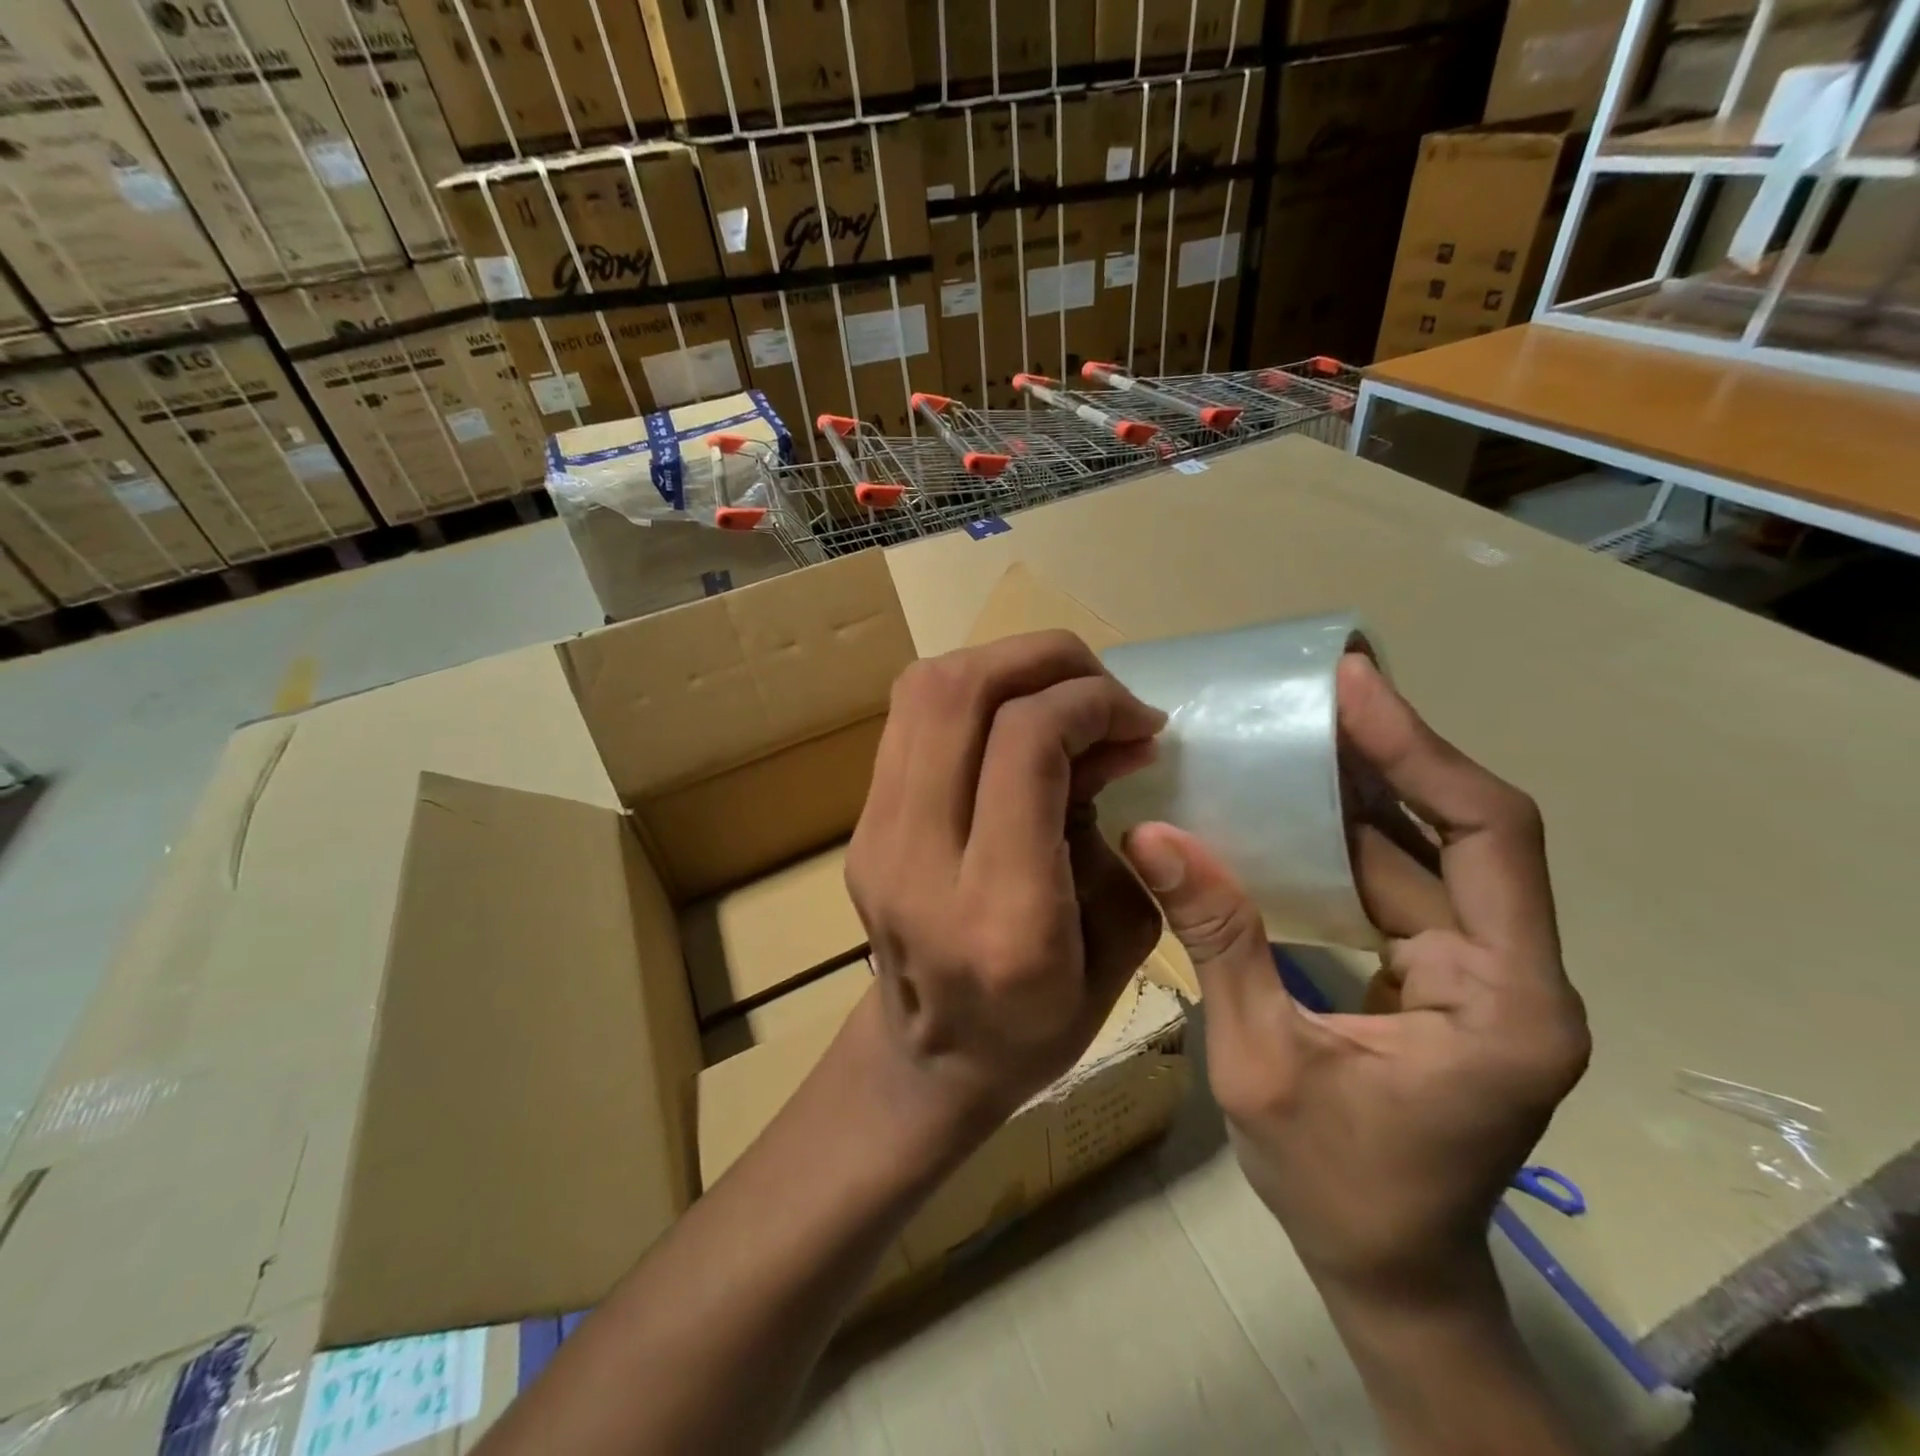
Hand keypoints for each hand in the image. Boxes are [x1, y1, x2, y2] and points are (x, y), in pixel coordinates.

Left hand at [846, 630, 1166, 1131]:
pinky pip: (912, 719)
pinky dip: (974, 695)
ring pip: (924, 691)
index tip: (1138, 722)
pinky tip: (1015, 720)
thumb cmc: (1040, 1024)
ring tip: (1061, 692)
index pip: (1025, 746)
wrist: (928, 1057)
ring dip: (1005, 666)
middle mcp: (920, 862)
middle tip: (1101, 685)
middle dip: (1045, 660)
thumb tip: (1114, 738)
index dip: (1090, 704)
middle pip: (960, 694)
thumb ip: (1121, 829)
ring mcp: (875, 836)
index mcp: (1001, 914)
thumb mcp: (1119, 940)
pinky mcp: (861, 822)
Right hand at [1121, 654, 1589, 1303]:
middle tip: (1319, 692)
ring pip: (1431, 854)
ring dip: (1368, 792)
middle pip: (1468, 831)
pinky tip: (1296, 810)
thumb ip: (1217, 939)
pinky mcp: (1446, 979)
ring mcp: (1484, 975)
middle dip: (1393, 755)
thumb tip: (1151, 836)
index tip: (1354, 689)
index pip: (1488, 837)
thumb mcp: (1258, 1060)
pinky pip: (1402, 887)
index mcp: (1508, 999)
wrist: (1386, 1273)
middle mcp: (1518, 972)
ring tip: (1300, 732)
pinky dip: (1350, 842)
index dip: (1420, 752)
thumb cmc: (1334, 1186)